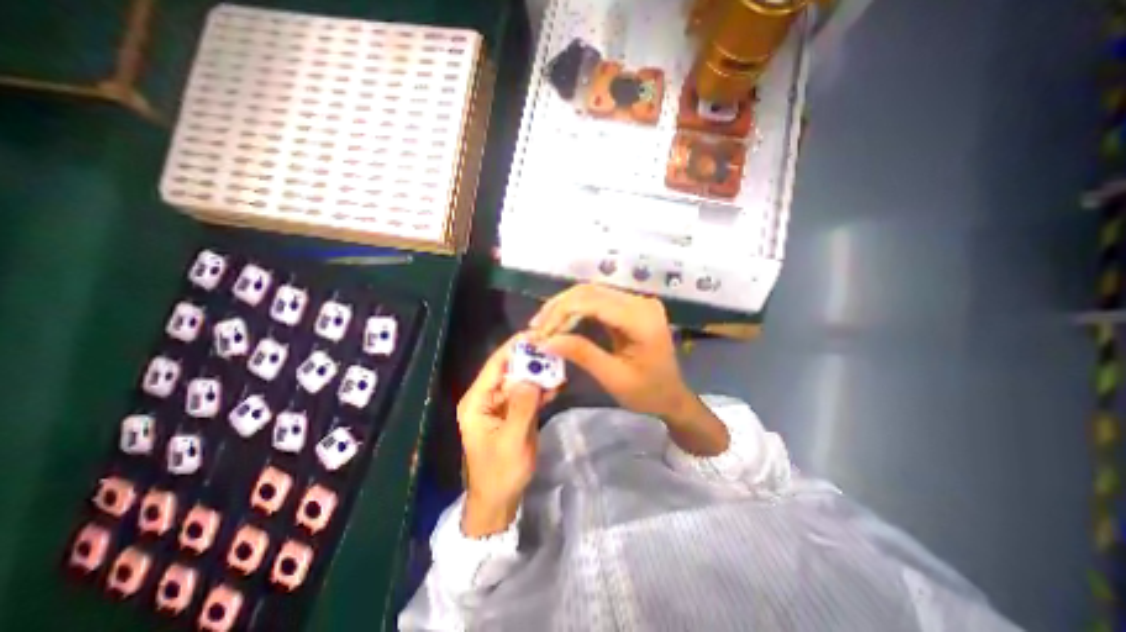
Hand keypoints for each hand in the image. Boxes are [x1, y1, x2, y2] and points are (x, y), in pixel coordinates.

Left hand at [455, 336, 548, 536]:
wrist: (499, 500)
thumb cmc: (500, 473)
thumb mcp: (512, 441)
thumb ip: (522, 407)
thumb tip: (531, 376)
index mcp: (477, 401)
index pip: (496, 365)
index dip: (514, 347)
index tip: (536, 334)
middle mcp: (487, 398)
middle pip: (510, 370)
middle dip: (531, 360)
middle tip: (555, 349)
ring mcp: (501, 405)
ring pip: (521, 380)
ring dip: (539, 374)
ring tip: (560, 366)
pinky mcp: (514, 412)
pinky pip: (527, 394)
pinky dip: (541, 389)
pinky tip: (557, 386)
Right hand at [530, 285, 729, 454]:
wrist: (672, 396)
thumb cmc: (647, 393)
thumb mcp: (613, 377)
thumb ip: (581, 354)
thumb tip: (545, 340)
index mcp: (641, 319)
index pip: (593, 302)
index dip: (561, 313)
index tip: (539, 333)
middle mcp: (640, 302)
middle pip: (590, 291)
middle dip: (558, 307)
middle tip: (536, 328)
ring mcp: (636, 302)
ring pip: (591, 292)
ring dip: (564, 307)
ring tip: (543, 325)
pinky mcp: (630, 307)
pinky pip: (597, 301)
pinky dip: (576, 310)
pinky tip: (561, 322)